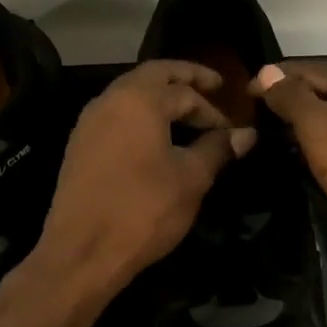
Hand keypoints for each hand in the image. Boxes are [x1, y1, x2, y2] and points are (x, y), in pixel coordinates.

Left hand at [33, 60, 256, 296]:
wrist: (82, 251)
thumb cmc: (143, 210)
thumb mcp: (191, 179)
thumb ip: (217, 149)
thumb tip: (246, 134)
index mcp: (139, 100)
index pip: (185, 91)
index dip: (213, 111)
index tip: (231, 132)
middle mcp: (110, 99)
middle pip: (153, 75)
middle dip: (185, 77)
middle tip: (212, 85)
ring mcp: (89, 121)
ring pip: (130, 92)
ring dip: (160, 95)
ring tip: (186, 112)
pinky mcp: (79, 144)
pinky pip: (116, 114)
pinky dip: (140, 113)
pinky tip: (155, 136)